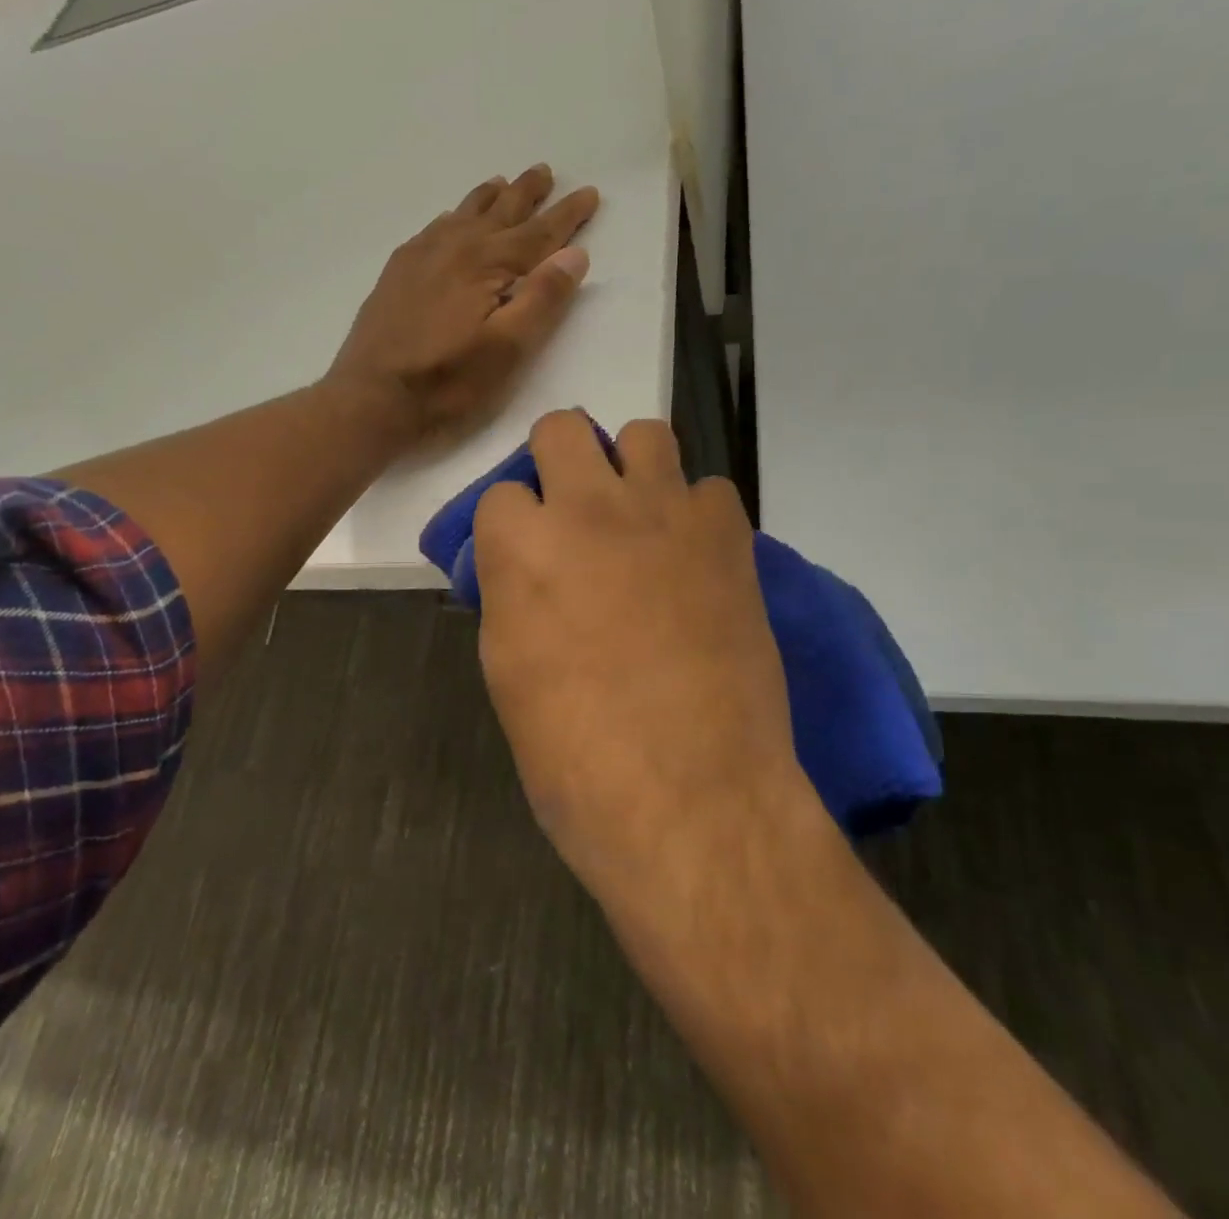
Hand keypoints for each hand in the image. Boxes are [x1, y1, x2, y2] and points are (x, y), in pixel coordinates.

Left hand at [325, 165, 597, 444]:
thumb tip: (574, 254)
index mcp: (485, 263)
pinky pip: (432, 229)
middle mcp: (454, 246)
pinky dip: (452, 217)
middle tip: (546, 171)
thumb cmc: (446, 380)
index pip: (538, 232)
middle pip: (499, 212)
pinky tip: (451, 219)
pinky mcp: (398, 272)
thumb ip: (542, 299)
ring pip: (463, 214)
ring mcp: (420, 256)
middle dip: (527, 193)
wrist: (371, 396)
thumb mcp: (506, 349)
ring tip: (504, 182)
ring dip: (489, 198)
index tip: (590, 193)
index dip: (567, 215)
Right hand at [472, 412, 800, 897]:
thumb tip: (522, 566)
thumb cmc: (575, 756)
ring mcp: (666, 514)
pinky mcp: (728, 537)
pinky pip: (710, 489)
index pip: (499, 493)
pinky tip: (694, 560)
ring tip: (638, 520)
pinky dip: (696, 514)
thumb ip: (510, 594)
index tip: (523, 557)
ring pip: (644, 434)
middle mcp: (590, 510)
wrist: (692, 800)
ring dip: (631, 468)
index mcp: (522, 548)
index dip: (510, 526)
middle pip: (562, 429)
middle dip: (559, 463)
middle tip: (573, 514)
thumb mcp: (508, 672)